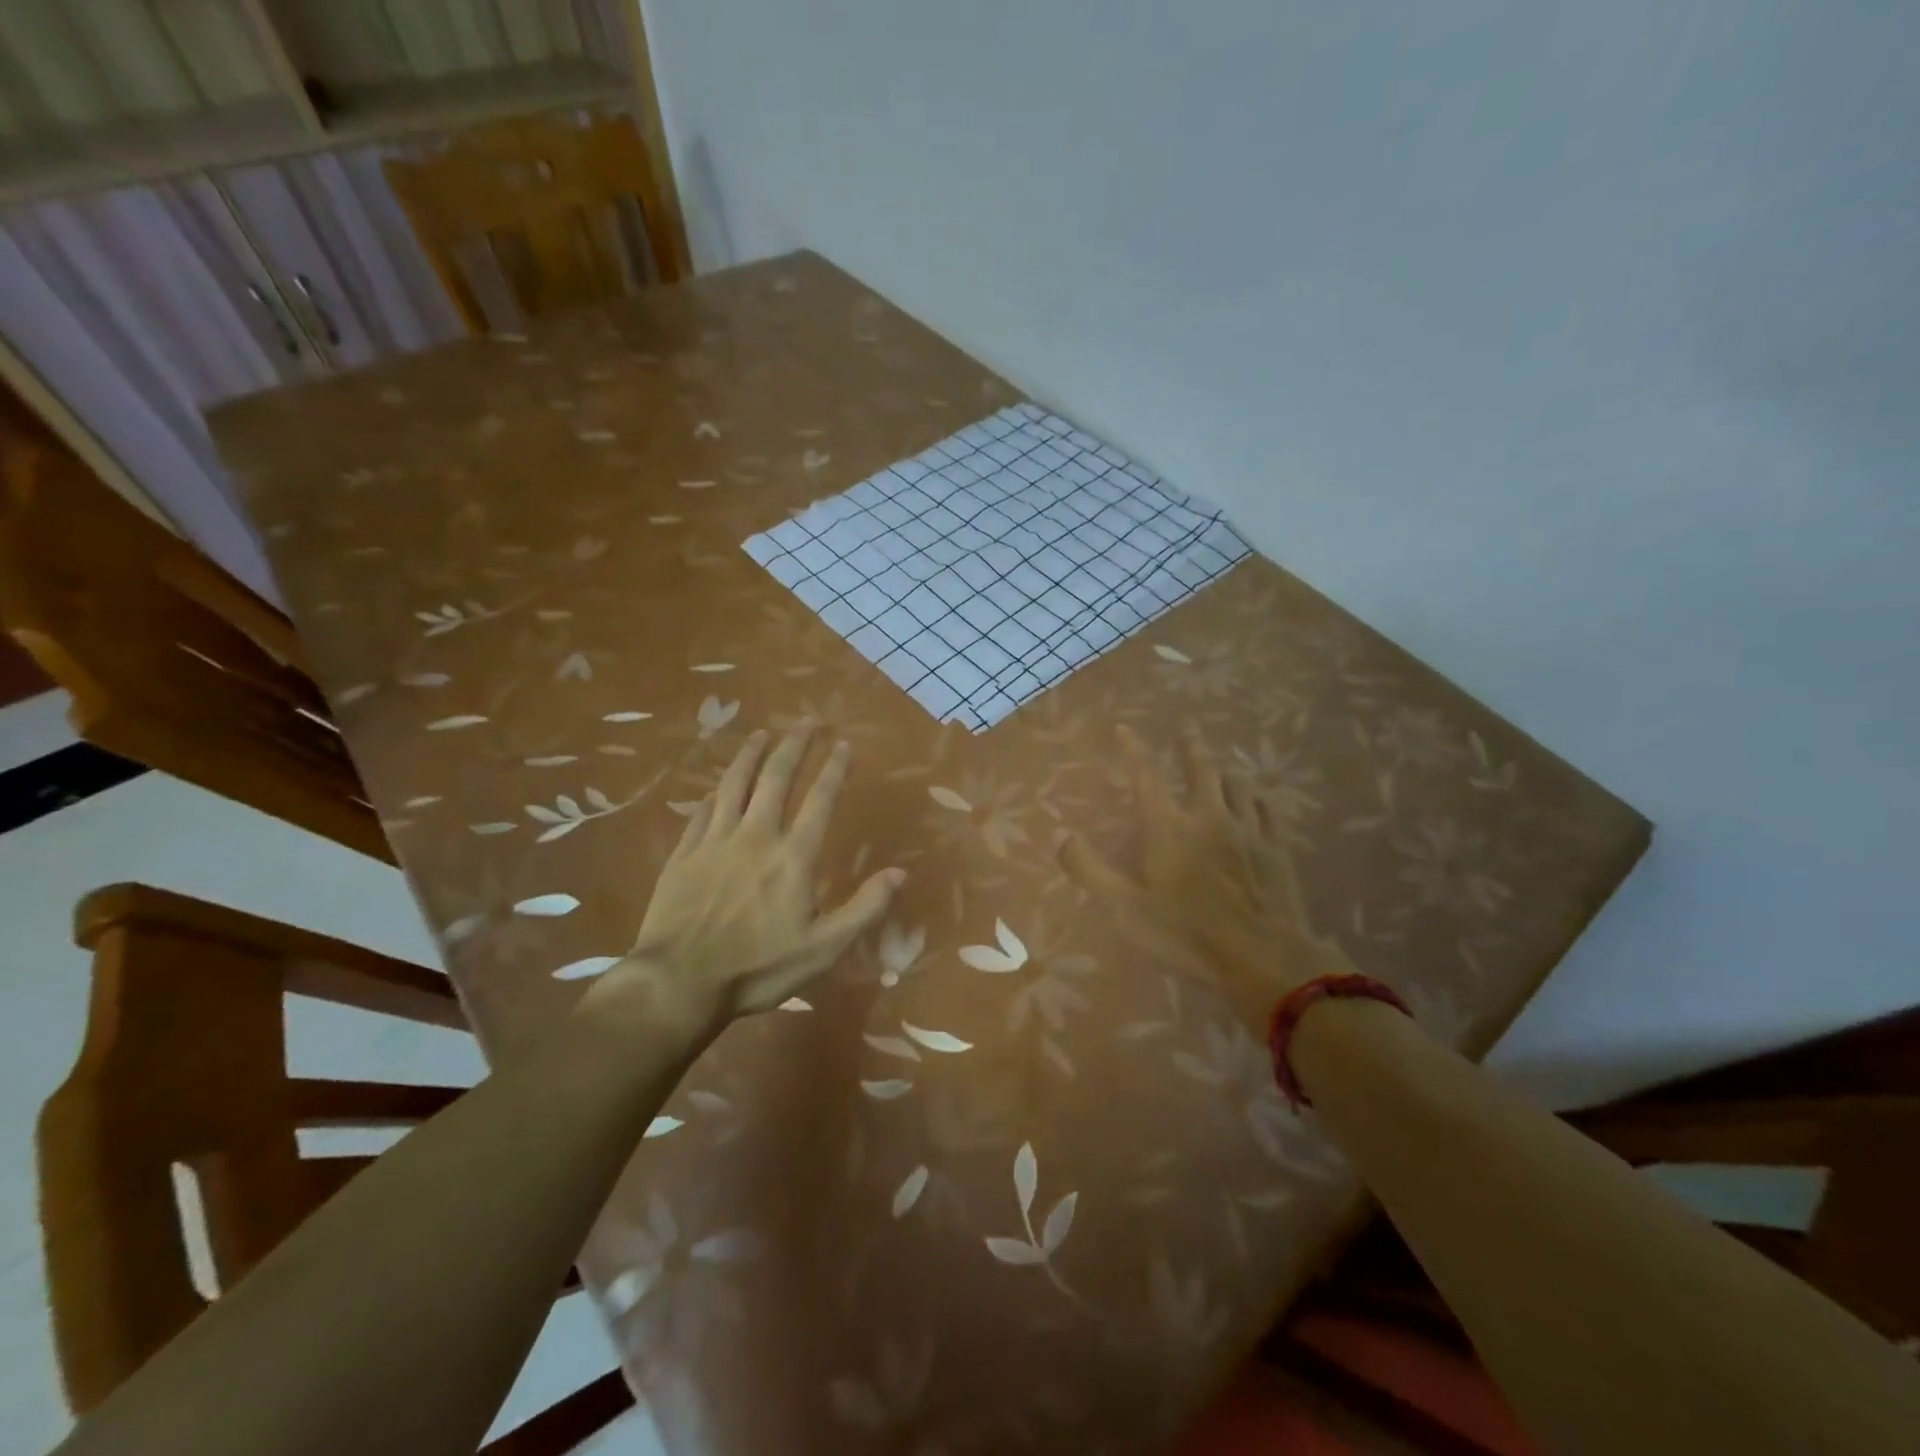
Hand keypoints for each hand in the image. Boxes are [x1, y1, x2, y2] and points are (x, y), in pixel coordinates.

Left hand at [586, 723, 903, 1035]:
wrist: (679, 983)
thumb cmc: (758, 968)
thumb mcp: (823, 948)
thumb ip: (864, 908)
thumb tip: (900, 872)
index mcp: (792, 856)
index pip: (819, 799)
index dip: (833, 768)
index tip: (842, 744)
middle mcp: (756, 836)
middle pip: (776, 778)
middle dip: (794, 745)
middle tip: (806, 721)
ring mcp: (715, 841)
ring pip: (735, 784)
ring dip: (751, 754)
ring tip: (762, 733)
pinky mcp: (684, 853)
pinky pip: (702, 811)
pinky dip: (715, 792)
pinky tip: (718, 785)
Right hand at [1059, 723, 1354, 1015]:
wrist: (1263, 958)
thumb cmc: (1185, 934)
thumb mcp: (1124, 908)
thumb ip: (1089, 869)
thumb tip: (1059, 835)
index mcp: (1168, 827)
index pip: (1146, 774)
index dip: (1134, 748)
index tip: (1124, 727)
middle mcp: (1208, 816)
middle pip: (1201, 769)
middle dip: (1190, 746)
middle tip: (1187, 727)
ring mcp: (1247, 830)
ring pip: (1236, 784)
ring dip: (1224, 769)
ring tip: (1220, 761)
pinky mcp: (1276, 849)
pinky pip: (1266, 809)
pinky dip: (1256, 796)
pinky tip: (1256, 797)